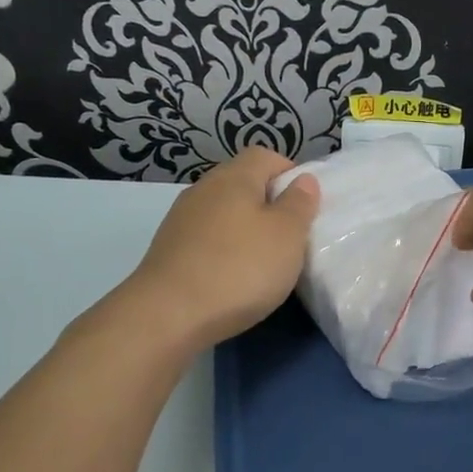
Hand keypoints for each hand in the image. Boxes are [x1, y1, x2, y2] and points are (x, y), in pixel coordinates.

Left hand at [120, 148, 319, 354]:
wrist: (167, 316)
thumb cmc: (239, 268)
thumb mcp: (286, 235)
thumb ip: (299, 204)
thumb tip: (303, 179)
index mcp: (234, 177)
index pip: (265, 156)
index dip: (289, 174)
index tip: (305, 206)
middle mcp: (203, 190)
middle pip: (242, 183)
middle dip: (268, 204)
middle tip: (289, 237)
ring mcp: (181, 220)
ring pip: (223, 212)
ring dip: (245, 230)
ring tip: (263, 261)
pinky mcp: (169, 250)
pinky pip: (206, 238)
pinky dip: (223, 250)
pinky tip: (232, 278)